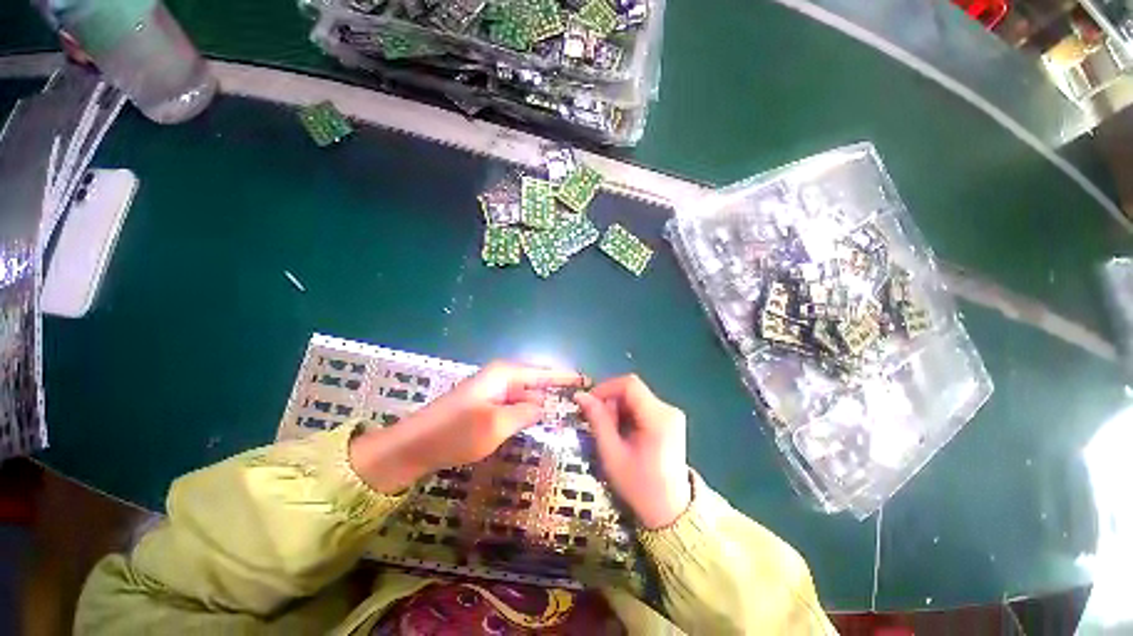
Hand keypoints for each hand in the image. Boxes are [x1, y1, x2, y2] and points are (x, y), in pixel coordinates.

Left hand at [349, 361, 586, 493]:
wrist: (412, 446)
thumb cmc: (455, 433)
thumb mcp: (497, 425)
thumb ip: (526, 412)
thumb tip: (543, 406)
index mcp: (505, 374)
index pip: (544, 371)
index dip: (566, 376)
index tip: (586, 379)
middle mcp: (501, 376)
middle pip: (536, 381)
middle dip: (556, 391)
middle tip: (580, 403)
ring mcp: (492, 390)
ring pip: (525, 394)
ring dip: (541, 404)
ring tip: (564, 413)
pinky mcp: (485, 404)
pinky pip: (513, 404)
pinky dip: (526, 412)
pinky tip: (536, 421)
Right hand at [575, 375, 691, 529]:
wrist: (670, 511)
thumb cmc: (639, 486)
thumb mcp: (612, 454)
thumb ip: (597, 421)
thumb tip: (580, 395)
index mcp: (658, 418)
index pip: (629, 385)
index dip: (606, 388)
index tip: (589, 403)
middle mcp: (668, 410)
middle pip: (632, 390)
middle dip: (611, 402)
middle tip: (599, 424)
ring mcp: (671, 414)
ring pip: (636, 397)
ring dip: (618, 409)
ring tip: (611, 433)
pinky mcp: (670, 420)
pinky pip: (642, 406)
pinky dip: (628, 414)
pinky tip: (623, 434)